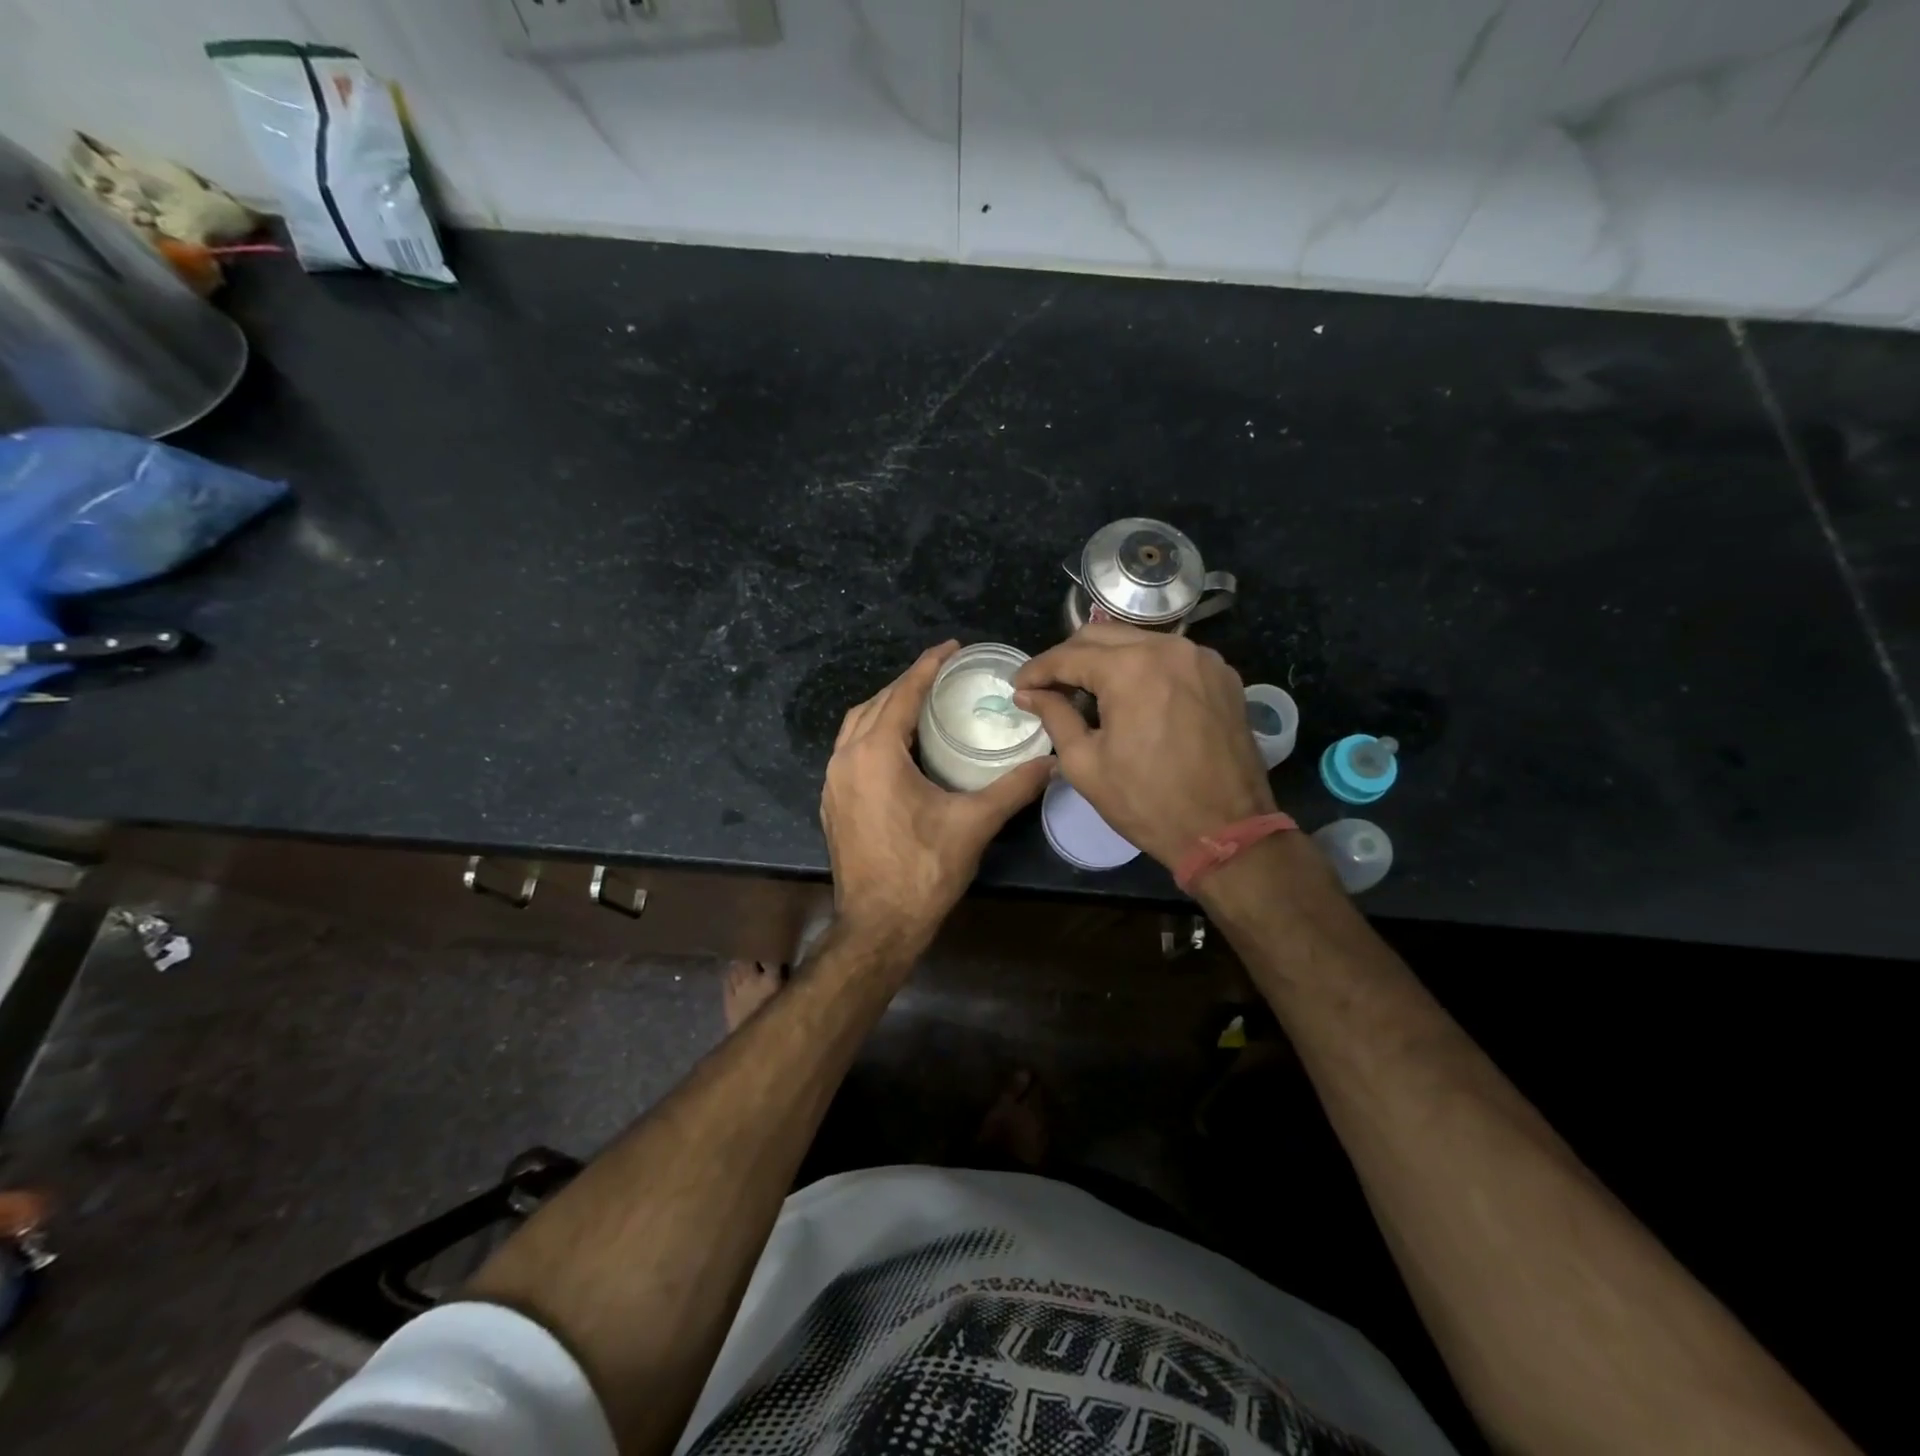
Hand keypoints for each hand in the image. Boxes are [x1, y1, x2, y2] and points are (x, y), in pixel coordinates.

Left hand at [822, 641, 1052, 954]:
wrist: (878, 926)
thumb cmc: (924, 870)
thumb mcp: (974, 823)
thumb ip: (1014, 788)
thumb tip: (1053, 763)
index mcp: (875, 753)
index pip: (902, 693)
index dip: (928, 666)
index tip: (951, 648)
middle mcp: (846, 759)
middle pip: (875, 704)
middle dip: (907, 684)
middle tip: (943, 676)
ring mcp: (833, 782)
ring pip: (856, 726)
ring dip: (886, 708)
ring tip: (921, 704)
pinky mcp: (833, 803)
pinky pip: (849, 751)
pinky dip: (873, 735)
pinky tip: (899, 747)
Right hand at [1013, 624, 1275, 868]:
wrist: (1226, 830)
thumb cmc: (1147, 802)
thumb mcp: (1086, 764)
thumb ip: (1055, 717)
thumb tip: (1029, 694)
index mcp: (1131, 668)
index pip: (1068, 656)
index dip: (1037, 670)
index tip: (1018, 686)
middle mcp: (1169, 648)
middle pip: (1102, 635)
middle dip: (1068, 657)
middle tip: (1048, 686)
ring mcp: (1201, 658)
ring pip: (1138, 641)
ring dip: (1106, 660)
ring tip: (1086, 691)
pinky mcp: (1223, 675)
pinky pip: (1170, 657)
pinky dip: (1143, 668)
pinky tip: (1131, 696)